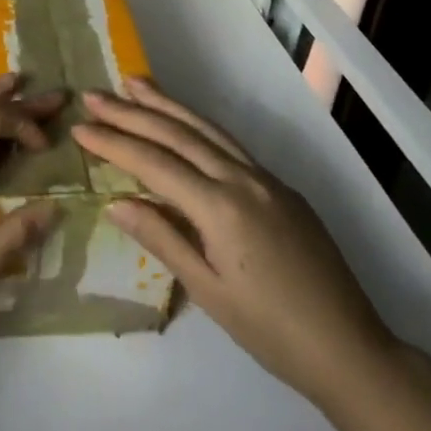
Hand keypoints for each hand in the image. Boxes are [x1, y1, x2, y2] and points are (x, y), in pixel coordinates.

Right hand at [74, 78, 397, 405]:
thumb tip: (117, 202)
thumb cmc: (271, 331)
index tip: (80, 128)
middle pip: (178, 134)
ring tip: (134, 83)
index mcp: (221, 207)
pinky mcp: (281, 187)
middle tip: (94, 95)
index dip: (114, 144)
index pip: (154, 164)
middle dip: (132, 112)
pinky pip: (230, 144)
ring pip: (207, 129)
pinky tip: (183, 123)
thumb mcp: (208, 291)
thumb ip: (163, 239)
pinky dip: (198, 125)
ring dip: (167, 104)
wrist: (350, 347)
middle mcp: (243, 179)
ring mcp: (266, 179)